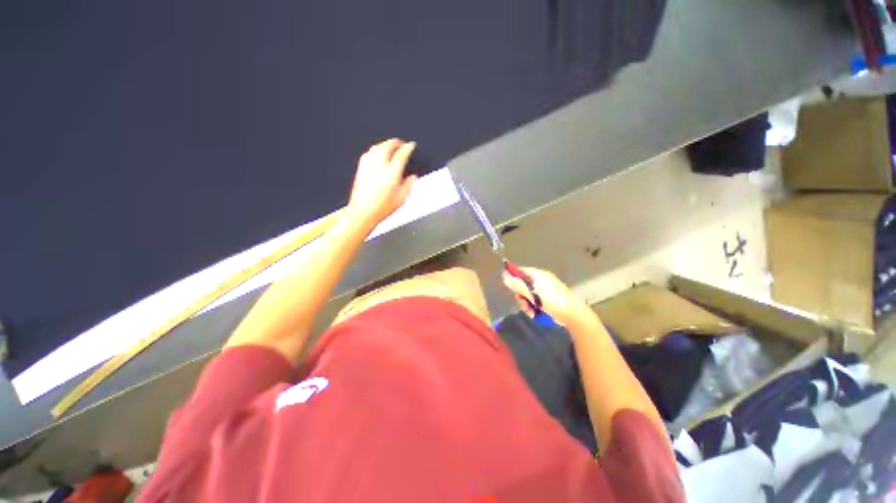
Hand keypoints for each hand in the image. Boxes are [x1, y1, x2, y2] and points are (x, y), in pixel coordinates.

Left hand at [348, 139, 417, 228]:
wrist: (363, 211)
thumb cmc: (381, 207)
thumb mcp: (401, 198)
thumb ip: (408, 185)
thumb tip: (412, 177)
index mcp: (391, 172)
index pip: (402, 154)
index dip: (408, 148)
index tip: (411, 145)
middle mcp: (379, 165)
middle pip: (388, 145)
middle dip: (397, 143)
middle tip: (402, 144)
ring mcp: (368, 164)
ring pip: (378, 146)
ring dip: (386, 144)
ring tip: (391, 146)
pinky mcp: (361, 167)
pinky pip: (370, 152)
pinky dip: (377, 149)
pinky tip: (378, 153)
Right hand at [502, 267, 589, 326]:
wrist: (574, 314)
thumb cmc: (553, 301)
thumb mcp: (533, 293)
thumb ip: (518, 285)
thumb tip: (504, 276)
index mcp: (538, 275)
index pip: (520, 271)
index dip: (513, 278)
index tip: (510, 288)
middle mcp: (540, 280)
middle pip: (522, 285)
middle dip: (521, 295)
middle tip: (524, 303)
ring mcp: (544, 291)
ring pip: (527, 295)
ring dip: (526, 304)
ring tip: (530, 312)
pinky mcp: (546, 300)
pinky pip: (534, 301)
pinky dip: (532, 307)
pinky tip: (534, 314)